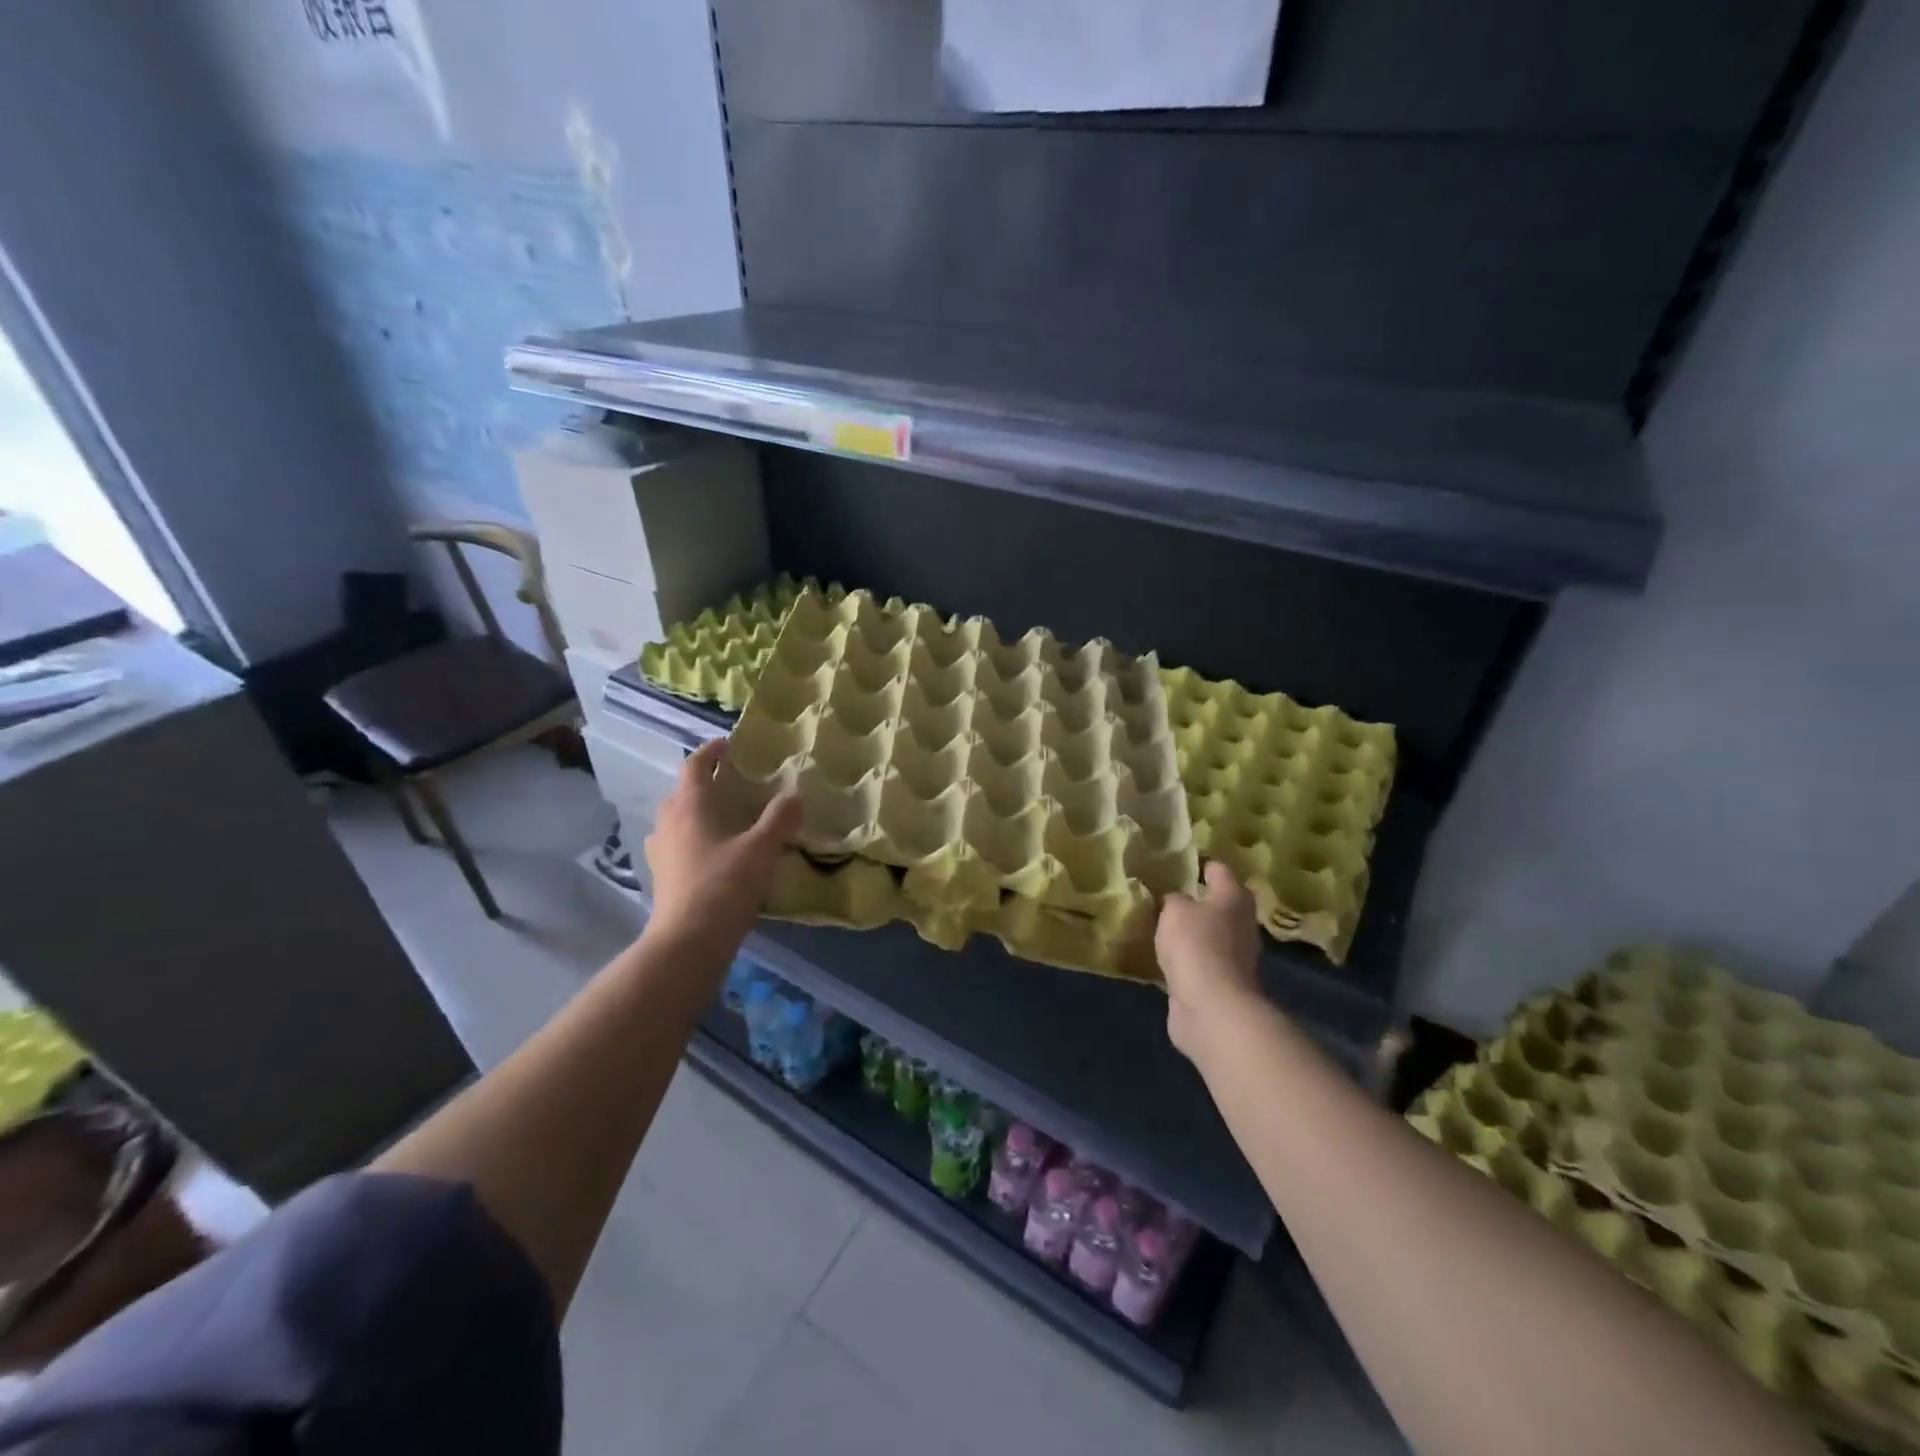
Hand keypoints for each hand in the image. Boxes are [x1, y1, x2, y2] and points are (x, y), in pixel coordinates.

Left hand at [643, 739, 801, 952]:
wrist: (688, 942)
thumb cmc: (724, 886)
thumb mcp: (761, 849)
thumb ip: (780, 819)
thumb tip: (796, 794)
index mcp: (689, 806)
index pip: (695, 765)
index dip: (711, 751)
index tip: (729, 745)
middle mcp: (668, 822)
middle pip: (683, 791)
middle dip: (705, 783)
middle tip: (734, 784)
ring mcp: (660, 851)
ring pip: (678, 819)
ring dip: (698, 812)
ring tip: (726, 818)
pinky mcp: (662, 876)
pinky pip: (677, 844)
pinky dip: (694, 839)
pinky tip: (714, 854)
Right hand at [1156, 861, 1264, 1062]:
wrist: (1212, 1007)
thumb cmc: (1196, 945)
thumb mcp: (1175, 911)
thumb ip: (1173, 900)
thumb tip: (1175, 901)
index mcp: (1234, 897)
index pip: (1219, 869)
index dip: (1200, 862)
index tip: (1179, 860)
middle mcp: (1241, 923)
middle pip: (1219, 903)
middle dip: (1197, 899)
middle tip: (1166, 892)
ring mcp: (1235, 956)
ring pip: (1211, 933)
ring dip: (1193, 930)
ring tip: (1163, 923)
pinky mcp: (1223, 982)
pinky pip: (1202, 960)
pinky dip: (1188, 957)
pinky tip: (1167, 955)